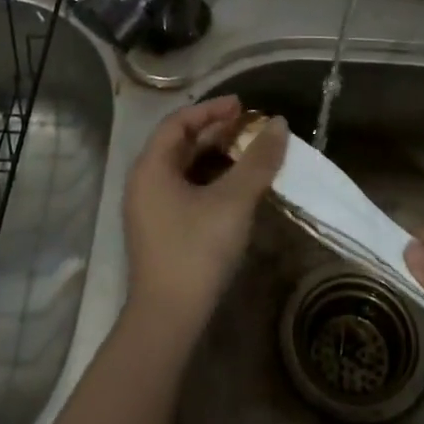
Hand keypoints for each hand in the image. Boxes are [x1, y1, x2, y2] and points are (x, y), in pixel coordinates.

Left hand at [122, 96, 287, 341]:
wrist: (168, 318)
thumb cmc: (197, 249)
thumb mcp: (233, 200)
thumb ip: (257, 160)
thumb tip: (279, 124)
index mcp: (151, 168)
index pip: (177, 123)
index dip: (210, 110)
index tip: (242, 105)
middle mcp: (144, 183)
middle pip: (179, 144)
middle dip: (215, 133)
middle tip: (249, 127)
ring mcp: (150, 209)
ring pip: (183, 170)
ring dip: (214, 157)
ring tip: (248, 153)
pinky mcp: (160, 231)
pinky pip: (184, 191)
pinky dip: (209, 181)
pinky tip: (235, 188)